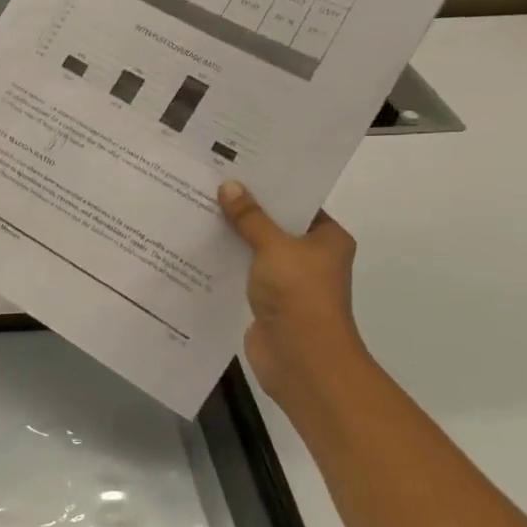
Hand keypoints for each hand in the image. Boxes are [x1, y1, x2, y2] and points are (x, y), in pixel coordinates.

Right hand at [218, 180, 365, 405]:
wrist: (301, 359)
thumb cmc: (299, 295)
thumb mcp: (274, 247)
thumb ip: (250, 217)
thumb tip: (229, 185)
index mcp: (328, 238)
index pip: (298, 203)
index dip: (270, 186)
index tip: (239, 167)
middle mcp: (311, 257)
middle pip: (275, 225)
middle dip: (245, 210)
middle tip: (210, 183)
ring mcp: (288, 281)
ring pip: (256, 250)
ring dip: (232, 237)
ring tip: (197, 209)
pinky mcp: (266, 302)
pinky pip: (243, 274)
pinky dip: (226, 263)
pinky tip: (198, 247)